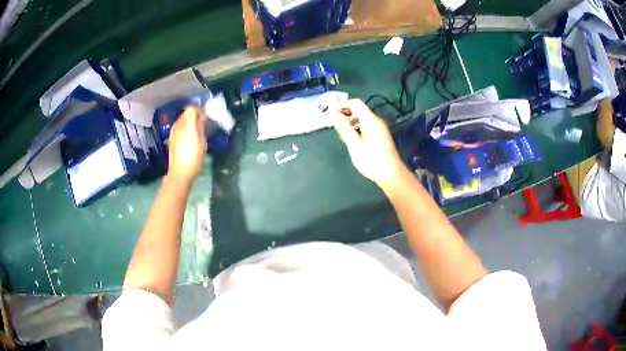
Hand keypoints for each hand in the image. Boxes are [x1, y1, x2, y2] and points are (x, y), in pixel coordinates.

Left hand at [167, 106, 206, 181]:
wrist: (180, 173)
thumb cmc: (194, 158)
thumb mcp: (202, 142)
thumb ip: (201, 126)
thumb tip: (202, 116)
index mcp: (187, 124)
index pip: (192, 108)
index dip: (199, 110)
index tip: (206, 118)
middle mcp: (178, 125)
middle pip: (186, 113)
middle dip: (194, 115)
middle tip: (202, 124)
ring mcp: (173, 131)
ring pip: (182, 120)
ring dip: (189, 122)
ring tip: (196, 131)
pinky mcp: (171, 138)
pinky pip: (179, 127)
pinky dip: (184, 128)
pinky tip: (189, 138)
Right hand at [333, 99, 404, 188]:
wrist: (391, 174)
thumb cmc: (372, 160)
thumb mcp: (354, 145)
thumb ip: (344, 128)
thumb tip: (334, 115)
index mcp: (370, 120)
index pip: (356, 103)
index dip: (343, 105)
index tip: (332, 113)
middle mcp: (376, 121)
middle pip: (359, 110)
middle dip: (345, 115)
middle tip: (335, 126)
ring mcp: (379, 128)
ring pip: (362, 119)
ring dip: (351, 123)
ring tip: (342, 136)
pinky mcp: (381, 136)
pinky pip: (366, 126)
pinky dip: (357, 129)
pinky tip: (353, 141)